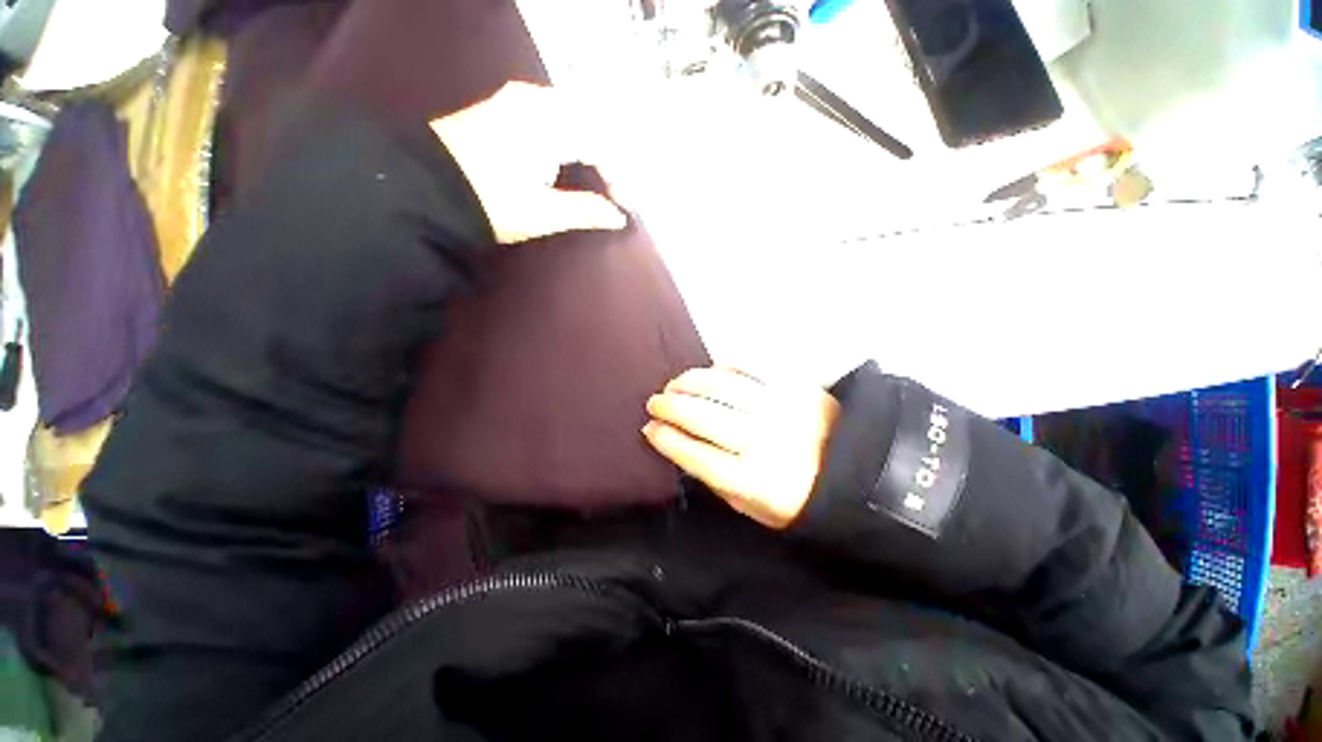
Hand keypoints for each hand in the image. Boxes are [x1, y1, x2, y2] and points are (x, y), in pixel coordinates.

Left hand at [430, 82, 627, 243]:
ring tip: (606, 176)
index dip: (620, 177)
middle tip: (621, 189)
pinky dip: (576, 135)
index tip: (626, 206)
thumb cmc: (491, 203)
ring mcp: (521, 98)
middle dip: (613, 157)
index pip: (602, 144)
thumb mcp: (544, 213)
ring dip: (596, 144)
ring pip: (577, 114)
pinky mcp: (509, 105)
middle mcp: (538, 100)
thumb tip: (619, 217)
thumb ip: (587, 211)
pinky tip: (579, 156)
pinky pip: (558, 112)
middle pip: (594, 121)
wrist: (428, 189)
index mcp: (550, 125)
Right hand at [643, 367, 839, 528]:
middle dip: (671, 407)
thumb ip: (719, 482)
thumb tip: (684, 448)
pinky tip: (711, 371)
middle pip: (704, 417)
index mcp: (755, 481)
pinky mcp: (795, 387)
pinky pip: (752, 367)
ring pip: (723, 388)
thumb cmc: (800, 497)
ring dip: (690, 383)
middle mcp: (765, 441)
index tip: (649, 429)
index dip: (668, 440)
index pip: (697, 456)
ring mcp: (780, 409)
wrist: (859, 472)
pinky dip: (726, 366)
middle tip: (655, 402)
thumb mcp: (755, 509)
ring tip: (674, 384)